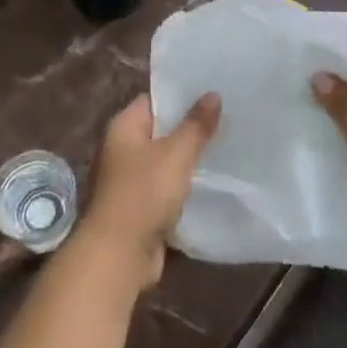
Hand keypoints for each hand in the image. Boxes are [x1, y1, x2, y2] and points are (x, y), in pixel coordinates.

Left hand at [77, 92, 220, 286]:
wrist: (119, 253)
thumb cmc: (144, 193)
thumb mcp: (176, 154)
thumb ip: (196, 125)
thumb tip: (212, 94)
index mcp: (123, 127)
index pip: (154, 100)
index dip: (181, 96)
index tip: (213, 93)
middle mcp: (122, 149)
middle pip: (160, 131)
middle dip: (190, 128)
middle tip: (227, 119)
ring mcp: (128, 179)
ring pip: (165, 161)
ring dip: (188, 159)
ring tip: (225, 147)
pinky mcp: (139, 207)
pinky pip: (166, 187)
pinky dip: (184, 186)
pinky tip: (211, 182)